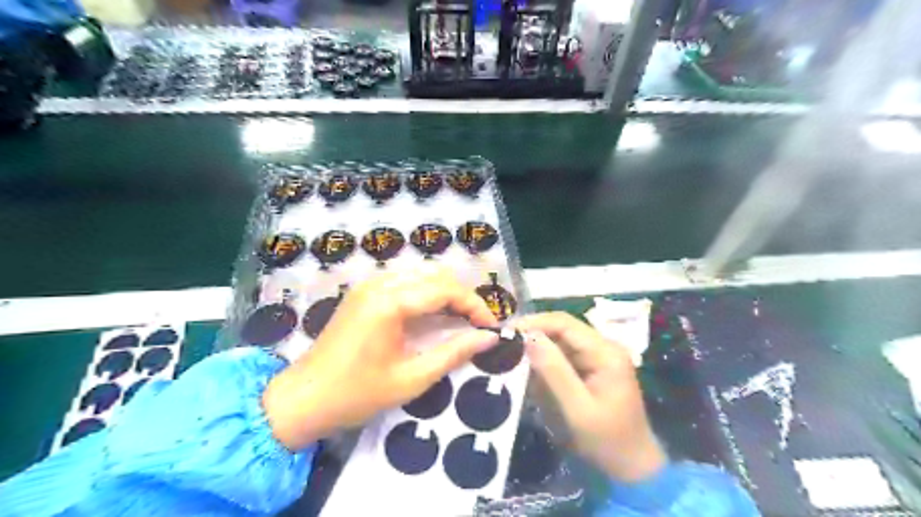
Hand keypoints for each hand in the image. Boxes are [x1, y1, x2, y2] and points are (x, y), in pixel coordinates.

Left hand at [263, 265, 500, 449]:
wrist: (302, 399)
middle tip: (478, 323)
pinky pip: (404, 280)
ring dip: (445, 292)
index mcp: (390, 303)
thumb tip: (489, 338)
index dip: (475, 305)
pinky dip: (426, 292)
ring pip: (421, 274)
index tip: (491, 327)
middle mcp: (380, 284)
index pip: (446, 290)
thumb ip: (454, 353)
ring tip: (460, 319)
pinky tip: (432, 315)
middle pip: (436, 275)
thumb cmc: (357, 394)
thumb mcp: (411, 379)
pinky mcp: (363, 292)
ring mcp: (369, 285)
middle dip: (462, 296)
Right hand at [518, 311, 662, 483]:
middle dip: (532, 333)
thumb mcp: (577, 409)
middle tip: (503, 344)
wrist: (631, 467)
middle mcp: (604, 346)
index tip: (505, 332)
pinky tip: (528, 370)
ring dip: (536, 347)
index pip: (564, 323)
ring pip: (560, 341)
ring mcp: (598, 357)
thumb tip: (528, 336)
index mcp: (605, 352)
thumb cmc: (606, 441)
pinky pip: (563, 355)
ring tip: (510, 355)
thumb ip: (553, 371)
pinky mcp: (591, 368)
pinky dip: (544, 360)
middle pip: (562, 328)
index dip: (534, 322)